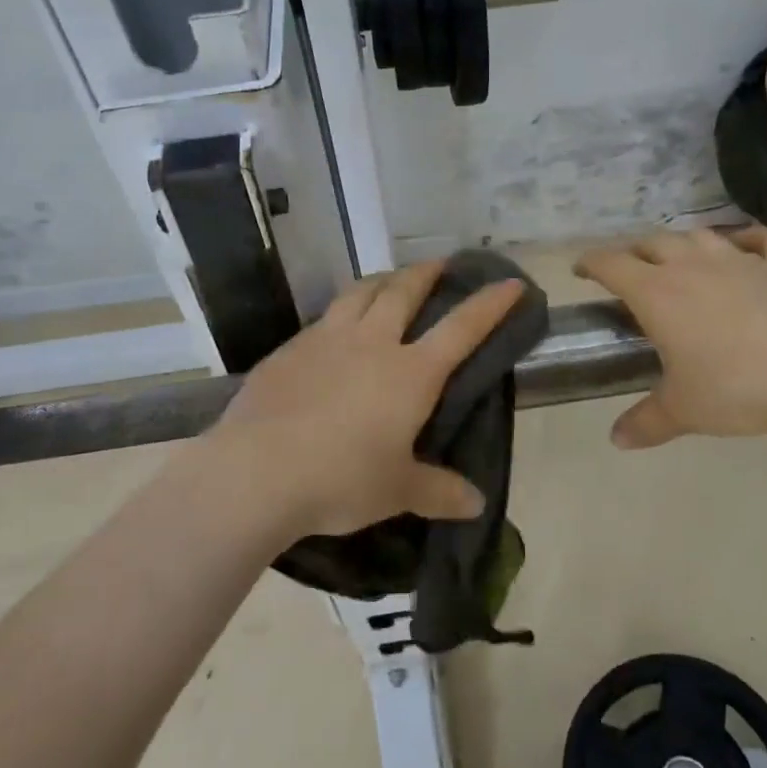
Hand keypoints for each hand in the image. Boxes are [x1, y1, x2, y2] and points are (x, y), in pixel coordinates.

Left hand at [205, 261, 526, 539]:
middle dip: (426, 273)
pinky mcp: (289, 350)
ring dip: (382, 280)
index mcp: (410, 373)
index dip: (490, 304)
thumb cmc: (341, 479)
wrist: (256, 472)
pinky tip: (334, 329)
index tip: (511, 283)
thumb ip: (439, 492)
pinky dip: (340, 312)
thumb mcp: (397, 491)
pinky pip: (323, 318)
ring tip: (389, 280)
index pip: (462, 328)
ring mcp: (326, 340)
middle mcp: (372, 343)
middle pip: (404, 292)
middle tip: (439, 263)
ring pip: (360, 293)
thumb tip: (477, 504)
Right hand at [574, 226, 766, 451]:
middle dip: (636, 251)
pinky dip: (752, 239)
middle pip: (654, 243)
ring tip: (680, 257)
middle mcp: (693, 266)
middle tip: (630, 268)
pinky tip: (749, 246)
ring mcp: (742, 261)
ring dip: (684, 243)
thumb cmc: (737, 388)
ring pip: (702, 236)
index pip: (612, 264)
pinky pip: (766, 240)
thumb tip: (616, 441)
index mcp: (658, 294)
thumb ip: (647, 421)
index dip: (592, 263)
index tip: (581, 268)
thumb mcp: (684, 410)